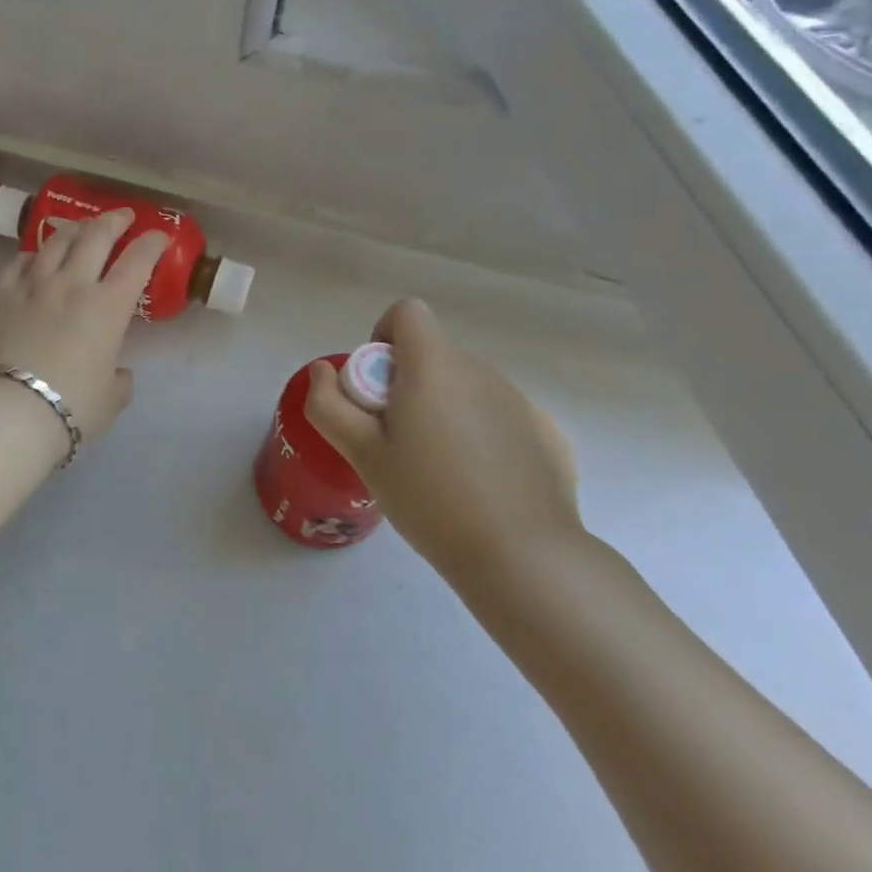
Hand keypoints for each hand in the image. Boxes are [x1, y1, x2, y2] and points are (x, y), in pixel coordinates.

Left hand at [0, 209, 171, 441]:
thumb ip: (120, 381)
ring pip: (55, 241)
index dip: (152, 243)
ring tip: (80, 228)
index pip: (137, 261)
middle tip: (122, 217)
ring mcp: (31, 285)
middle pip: (95, 236)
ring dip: (73, 229)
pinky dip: (33, 255)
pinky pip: (18, 262)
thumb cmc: (70, 408)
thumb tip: (119, 373)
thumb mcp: (110, 400)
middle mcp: (71, 284)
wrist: (8, 411)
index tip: (159, 236)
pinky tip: (35, 258)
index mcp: (107, 307)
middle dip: (114, 220)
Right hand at [303, 299, 581, 585]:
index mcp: (434, 365)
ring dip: (445, 409)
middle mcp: (481, 370)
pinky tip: (481, 485)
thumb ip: (329, 404)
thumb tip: (323, 371)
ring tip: (439, 471)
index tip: (375, 388)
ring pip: (466, 387)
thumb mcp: (361, 453)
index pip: (406, 313)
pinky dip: (482, 436)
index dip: (382, 338)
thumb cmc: (429, 498)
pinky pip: (500, 418)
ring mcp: (521, 402)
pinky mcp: (548, 435)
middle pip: (433, 354)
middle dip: (408, 384)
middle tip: (397, 441)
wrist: (522, 558)